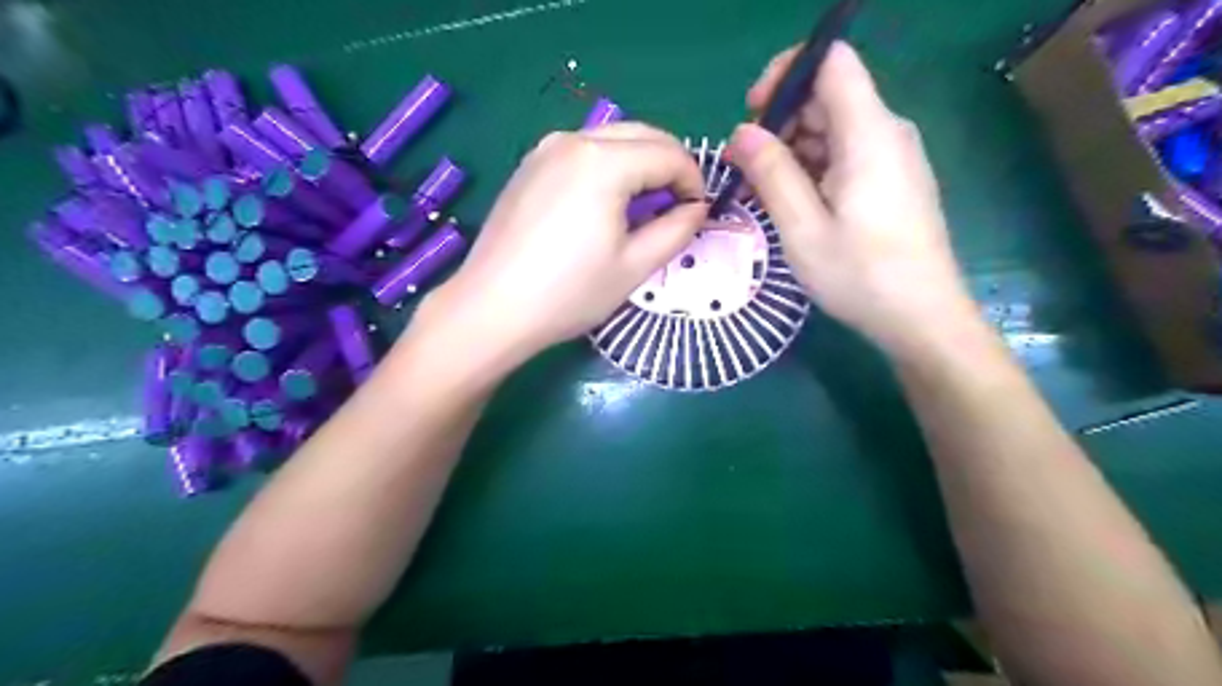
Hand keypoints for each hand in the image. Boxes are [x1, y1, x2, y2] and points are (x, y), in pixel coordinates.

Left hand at [414, 119, 707, 371]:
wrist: (492, 309)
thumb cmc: (569, 293)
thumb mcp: (634, 267)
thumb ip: (676, 230)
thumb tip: (696, 209)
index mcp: (604, 161)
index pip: (668, 153)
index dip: (693, 180)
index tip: (698, 212)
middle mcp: (574, 140)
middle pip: (641, 134)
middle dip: (669, 164)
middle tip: (676, 206)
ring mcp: (545, 150)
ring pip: (611, 139)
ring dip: (639, 163)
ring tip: (643, 208)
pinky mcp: (528, 167)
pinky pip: (582, 152)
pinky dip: (607, 168)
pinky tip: (604, 205)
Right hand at [729, 42, 981, 354]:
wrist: (922, 318)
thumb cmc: (860, 276)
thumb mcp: (802, 228)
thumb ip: (771, 173)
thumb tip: (741, 132)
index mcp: (868, 134)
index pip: (831, 62)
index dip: (787, 74)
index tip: (753, 114)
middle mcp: (886, 133)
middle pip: (828, 96)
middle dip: (780, 122)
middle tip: (745, 168)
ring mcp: (892, 158)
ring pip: (834, 129)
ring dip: (792, 151)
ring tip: (762, 193)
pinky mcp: (892, 181)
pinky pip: (846, 155)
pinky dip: (813, 169)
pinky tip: (793, 204)